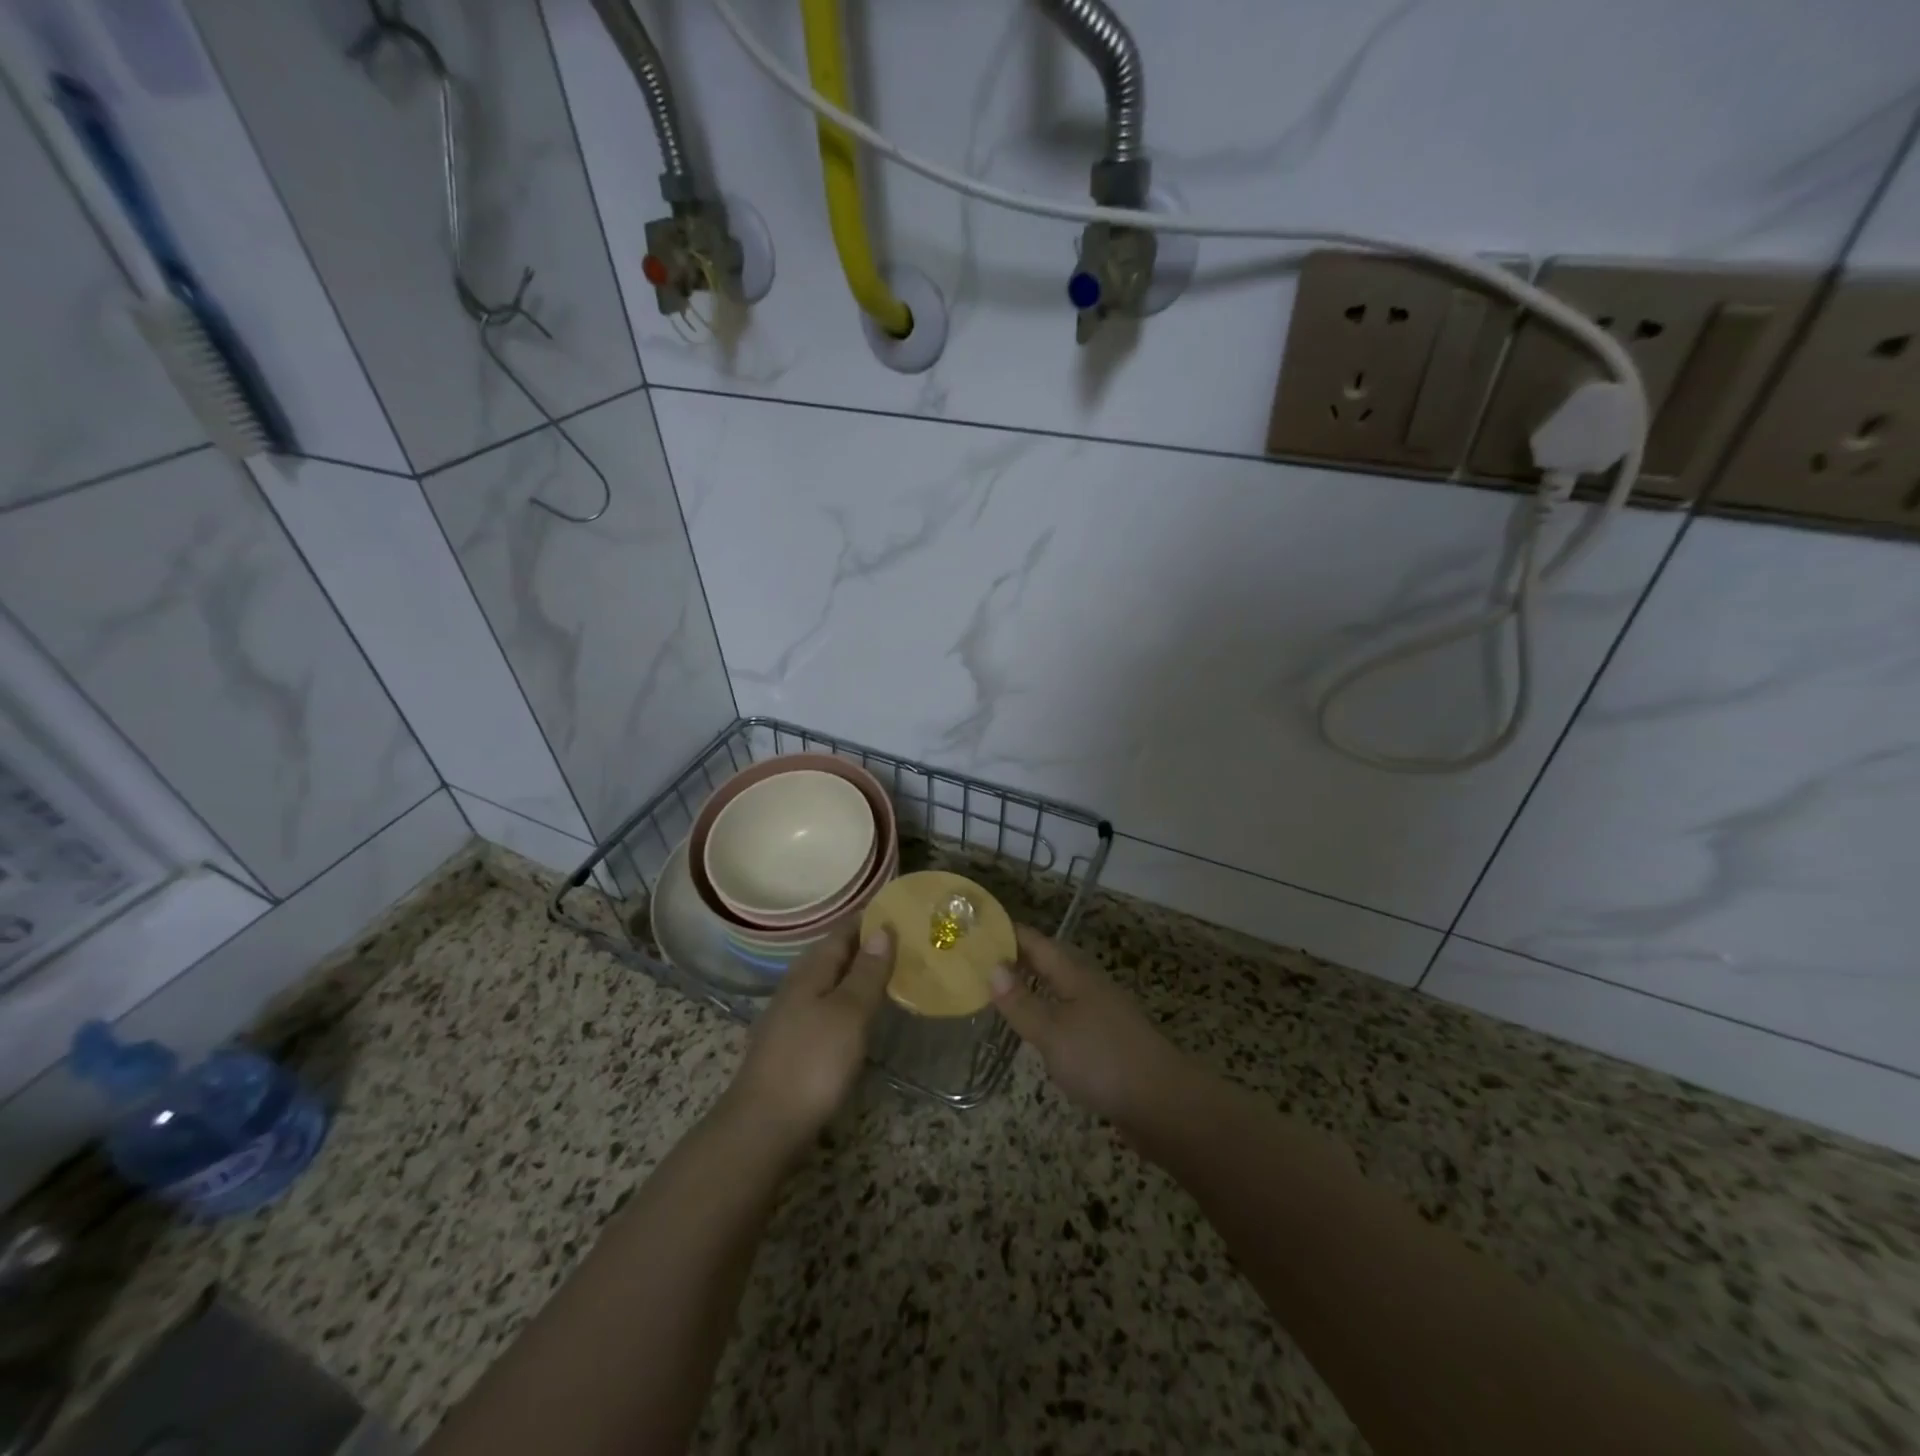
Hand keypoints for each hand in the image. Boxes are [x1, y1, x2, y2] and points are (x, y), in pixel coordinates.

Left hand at [724, 921, 894, 1147]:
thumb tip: (882, 928)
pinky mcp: (792, 1044)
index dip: (869, 918)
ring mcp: (790, 1016)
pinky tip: (862, 1013)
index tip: (900, 909)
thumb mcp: (849, 1013)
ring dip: (857, 973)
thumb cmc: (812, 1063)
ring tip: (891, 972)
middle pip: (834, 954)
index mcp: (810, 970)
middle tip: (905, 940)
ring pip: (829, 981)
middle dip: (866, 944)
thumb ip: (867, 972)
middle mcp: (797, 986)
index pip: (842, 931)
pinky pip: (826, 1006)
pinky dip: (848, 1000)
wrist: (763, 1127)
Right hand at [989, 926, 1188, 1127]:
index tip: (979, 928)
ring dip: (1033, 986)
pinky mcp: (1108, 1042)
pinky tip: (1037, 1030)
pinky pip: (1069, 1016)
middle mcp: (1090, 987)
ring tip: (1001, 992)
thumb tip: (992, 967)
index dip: (1010, 934)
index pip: (1038, 943)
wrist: (1163, 1103)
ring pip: (1060, 990)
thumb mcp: (1052, 1031)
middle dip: (1018, 959)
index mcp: (1076, 975)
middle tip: (980, 960)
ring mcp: (1102, 1014)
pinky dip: (1047, 1013)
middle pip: (1050, 963)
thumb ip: (1021, 1002)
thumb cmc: (1102, 1060)